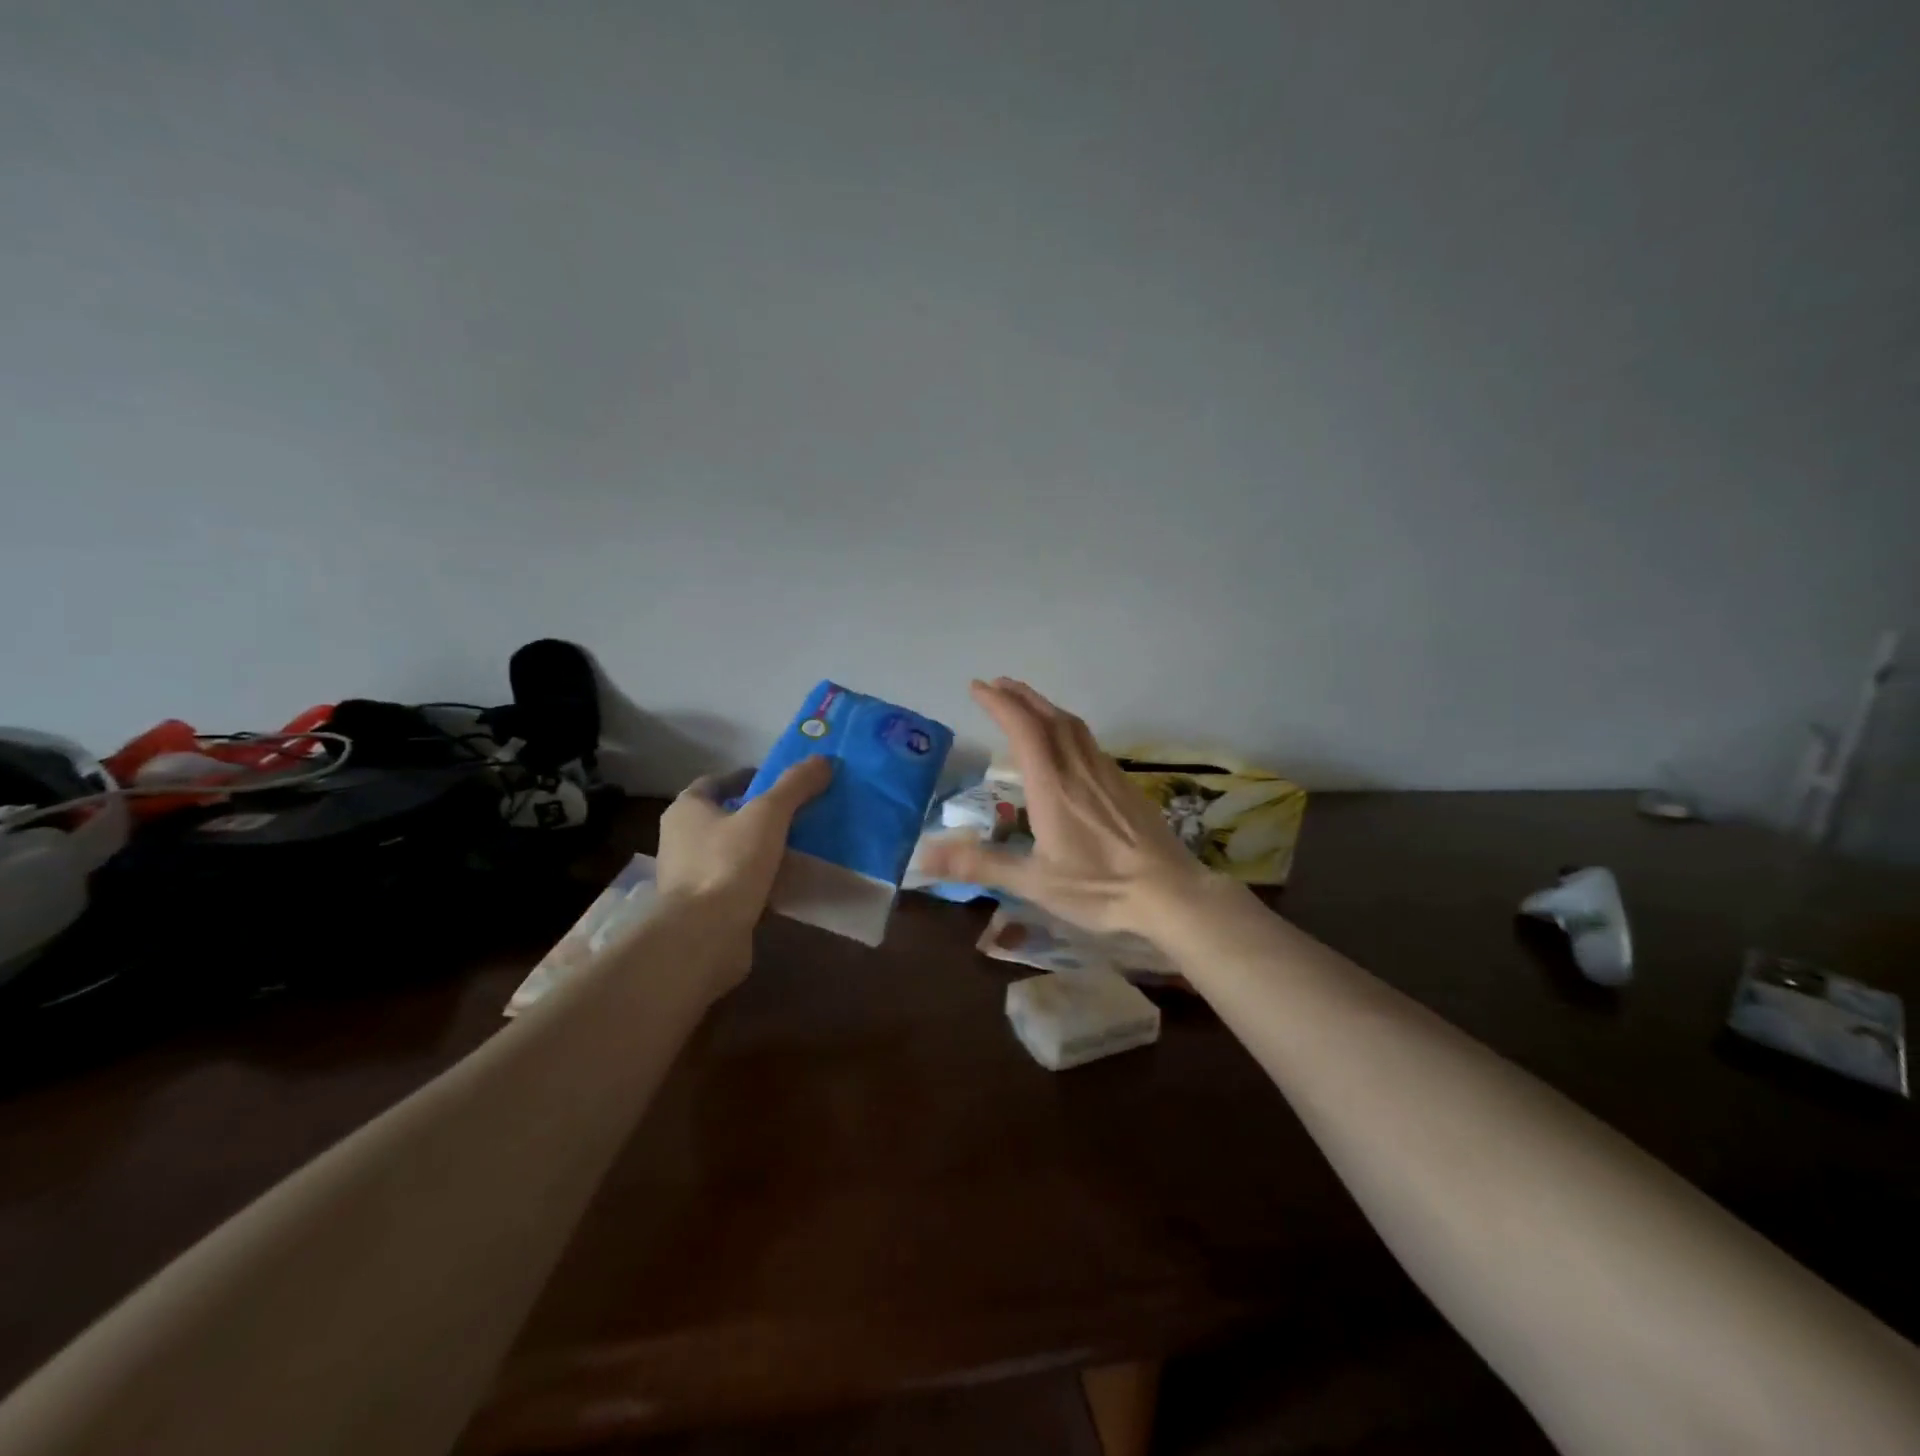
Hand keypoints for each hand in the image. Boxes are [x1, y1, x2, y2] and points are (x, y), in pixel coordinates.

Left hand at [656, 757, 832, 985]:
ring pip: (732, 853)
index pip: (715, 782)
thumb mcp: (768, 815)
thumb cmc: (728, 864)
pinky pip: (738, 884)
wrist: (702, 937)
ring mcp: (691, 877)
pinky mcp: (705, 909)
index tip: (780, 781)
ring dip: (761, 849)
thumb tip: (823, 760)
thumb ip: (794, 786)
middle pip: (725, 818)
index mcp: (686, 810)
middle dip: (758, 814)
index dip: (747, 778)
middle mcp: (681, 841)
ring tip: (799, 845)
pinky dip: (761, 880)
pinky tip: (789, 881)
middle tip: (797, 812)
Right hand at [918, 678, 1204, 939]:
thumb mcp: (1033, 882)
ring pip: (1072, 724)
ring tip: (1025, 702)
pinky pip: (1089, 740)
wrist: (1169, 892)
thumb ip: (980, 865)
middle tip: (996, 685)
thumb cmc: (1099, 887)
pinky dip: (1067, 725)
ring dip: (1044, 706)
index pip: (1023, 729)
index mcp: (1052, 786)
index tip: (977, 688)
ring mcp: (1105, 772)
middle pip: (1048, 717)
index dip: (999, 704)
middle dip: (1020, 696)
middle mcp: (1078, 768)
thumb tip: (922, 856)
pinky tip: (1066, 740)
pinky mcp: (1123, 783)